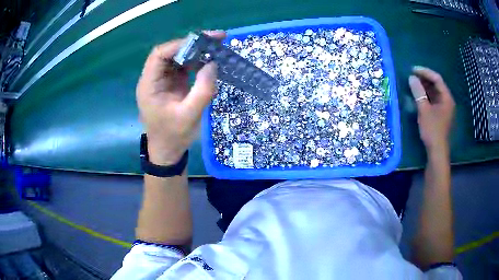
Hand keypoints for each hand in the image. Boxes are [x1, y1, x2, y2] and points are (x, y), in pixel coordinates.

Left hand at [137, 31, 225, 164]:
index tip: (202, 41)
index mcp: (149, 85)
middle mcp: (153, 79)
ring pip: (177, 57)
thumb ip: (203, 90)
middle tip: (216, 39)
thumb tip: (213, 64)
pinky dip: (196, 62)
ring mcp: (162, 80)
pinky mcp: (171, 84)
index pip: (159, 55)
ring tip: (216, 47)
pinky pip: (183, 67)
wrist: (167, 151)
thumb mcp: (189, 116)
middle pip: (169, 52)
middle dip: (192, 44)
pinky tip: (210, 61)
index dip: (179, 44)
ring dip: (196, 51)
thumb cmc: (173, 136)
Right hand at [408, 66, 454, 151]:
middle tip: (412, 76)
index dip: (425, 72)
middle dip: (424, 79)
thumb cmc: (432, 130)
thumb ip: (418, 93)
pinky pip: (433, 100)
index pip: (437, 79)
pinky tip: (418, 96)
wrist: (437, 151)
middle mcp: (447, 101)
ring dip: (424, 87)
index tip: (413, 70)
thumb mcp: (424, 110)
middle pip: (436, 85)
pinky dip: (426, 96)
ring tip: (413, 84)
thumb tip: (411, 78)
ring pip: (435, 92)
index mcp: (447, 98)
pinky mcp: (440, 115)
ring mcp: (444, 108)